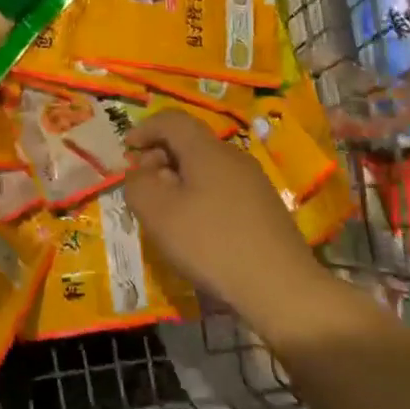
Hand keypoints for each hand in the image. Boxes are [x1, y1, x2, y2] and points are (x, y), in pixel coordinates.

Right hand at [122, 110, 332, 340]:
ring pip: (207, 167)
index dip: (144, 129)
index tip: (126, 149)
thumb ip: (138, 185)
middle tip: (143, 186)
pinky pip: (223, 188)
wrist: (282, 289)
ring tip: (168, 212)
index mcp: (206, 149)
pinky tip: (199, 229)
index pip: (171, 120)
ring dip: (181, 179)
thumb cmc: (212, 244)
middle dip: (160, 156)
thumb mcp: (158, 214)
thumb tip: (140, 173)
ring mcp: (254, 181)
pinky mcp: (266, 207)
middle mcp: (233, 156)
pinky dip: (202, 196)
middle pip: (190, 142)